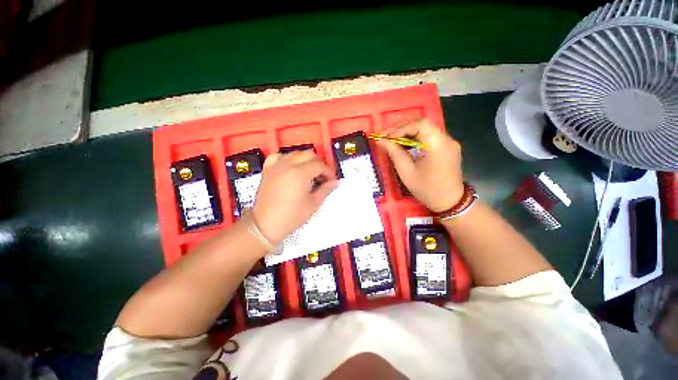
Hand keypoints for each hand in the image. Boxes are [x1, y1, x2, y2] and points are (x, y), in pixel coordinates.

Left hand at [251, 151, 338, 243]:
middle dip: (319, 164)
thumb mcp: (313, 204)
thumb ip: (326, 190)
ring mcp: (276, 165)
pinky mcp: (268, 169)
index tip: (332, 181)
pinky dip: (288, 159)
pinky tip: (290, 168)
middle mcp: (288, 164)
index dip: (329, 172)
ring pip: (295, 153)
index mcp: (300, 173)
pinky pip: (279, 156)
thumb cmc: (291, 216)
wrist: (265, 225)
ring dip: (305, 160)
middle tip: (322, 177)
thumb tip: (336, 182)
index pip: (319, 165)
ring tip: (309, 174)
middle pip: (309, 154)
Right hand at [376, 119, 463, 211]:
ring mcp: (450, 143)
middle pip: (423, 125)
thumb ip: (394, 153)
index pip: (419, 124)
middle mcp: (446, 139)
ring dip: (409, 135)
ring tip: (394, 143)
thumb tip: (380, 141)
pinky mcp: (449, 148)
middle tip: (387, 138)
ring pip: (426, 131)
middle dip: (403, 130)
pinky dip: (417, 140)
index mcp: (437, 144)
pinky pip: (431, 138)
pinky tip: (408, 147)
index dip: (400, 128)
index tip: (386, 137)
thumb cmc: (427, 189)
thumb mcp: (406, 172)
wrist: (450, 203)